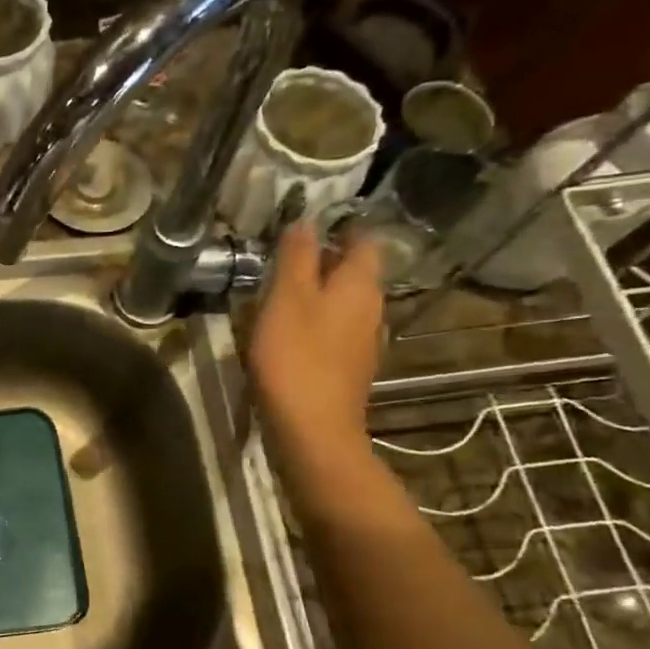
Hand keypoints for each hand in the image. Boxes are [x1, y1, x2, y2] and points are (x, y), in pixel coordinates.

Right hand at [248, 221, 384, 466]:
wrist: (312, 429)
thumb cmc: (296, 357)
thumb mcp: (286, 299)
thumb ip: (296, 257)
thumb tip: (305, 219)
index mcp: (360, 285)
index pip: (362, 241)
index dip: (339, 227)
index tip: (308, 223)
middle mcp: (371, 308)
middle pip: (353, 272)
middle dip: (324, 260)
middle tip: (283, 256)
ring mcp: (362, 342)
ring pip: (342, 303)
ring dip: (316, 293)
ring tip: (278, 292)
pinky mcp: (346, 368)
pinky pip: (333, 331)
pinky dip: (313, 322)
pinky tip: (286, 332)